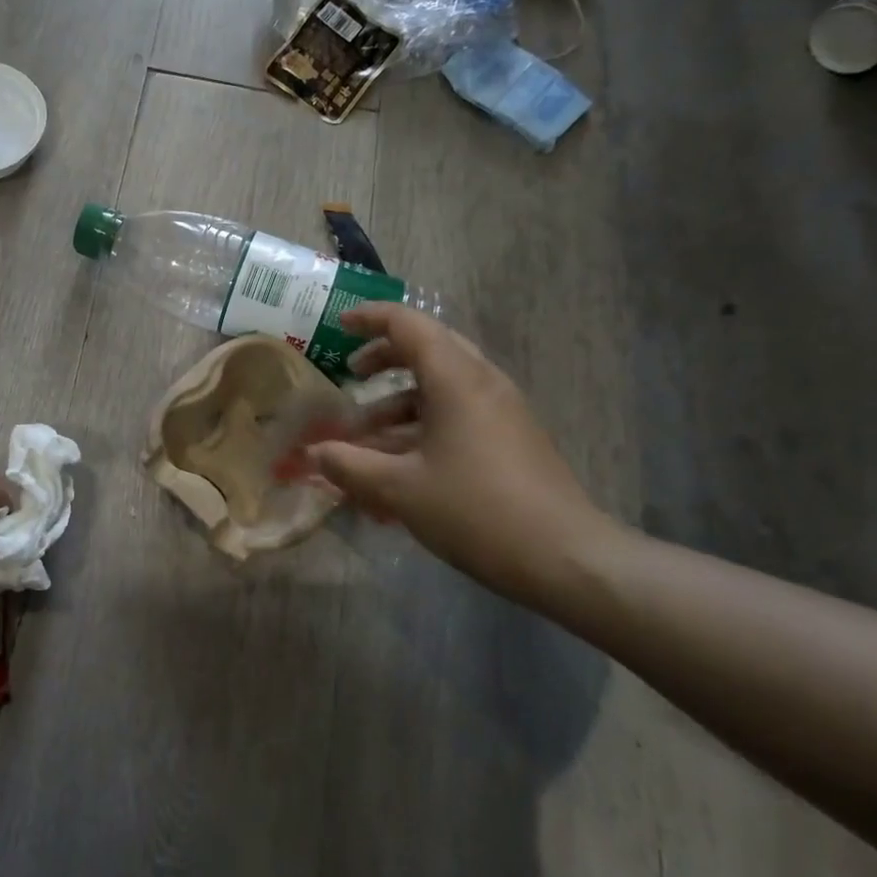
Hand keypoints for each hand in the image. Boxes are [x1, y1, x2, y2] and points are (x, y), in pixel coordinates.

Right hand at [307, 304, 615, 605]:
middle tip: (351, 375)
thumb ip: (348, 465)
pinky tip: (399, 462)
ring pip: (443, 384)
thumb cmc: (475, 510)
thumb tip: (312, 453)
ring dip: (400, 399)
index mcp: (457, 379)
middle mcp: (483, 383)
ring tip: (364, 433)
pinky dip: (423, 422)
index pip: (409, 325)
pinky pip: (458, 412)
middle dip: (385, 357)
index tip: (338, 327)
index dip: (370, 319)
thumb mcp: (398, 488)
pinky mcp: (511, 437)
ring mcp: (502, 410)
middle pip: (429, 348)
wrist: (563, 557)